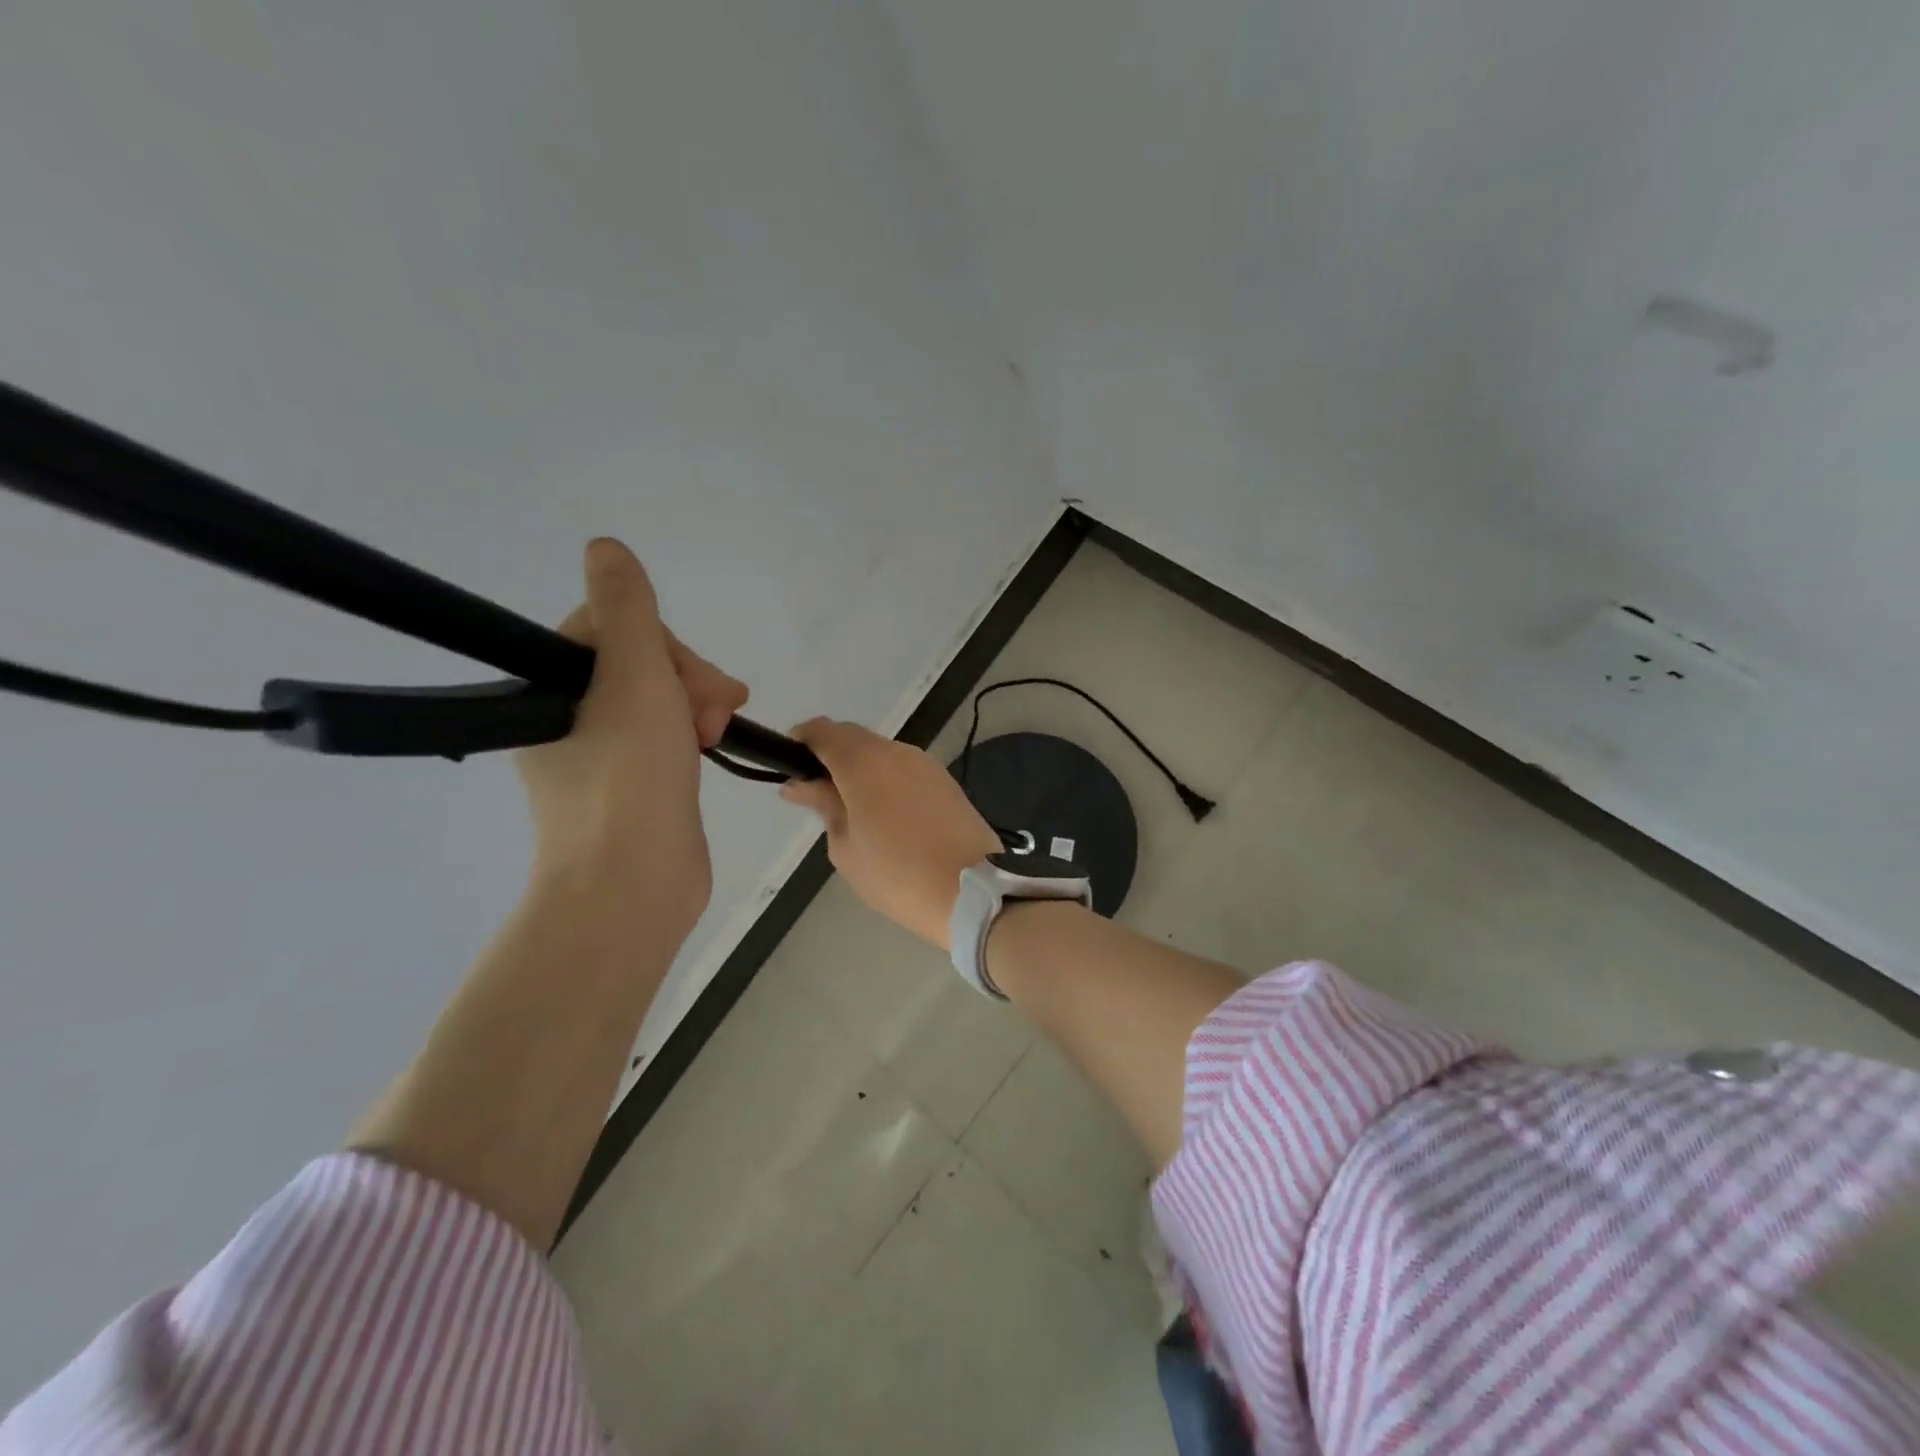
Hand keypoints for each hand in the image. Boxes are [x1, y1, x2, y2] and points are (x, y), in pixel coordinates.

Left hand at [516, 539, 747, 931]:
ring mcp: (597, 754)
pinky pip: (661, 737)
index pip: (610, 629)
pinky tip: (708, 748)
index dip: (662, 645)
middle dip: (687, 679)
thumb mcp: (633, 675)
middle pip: (637, 664)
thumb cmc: (631, 774)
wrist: (634, 883)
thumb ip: (626, 608)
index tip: (693, 680)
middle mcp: (563, 717)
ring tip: (716, 735)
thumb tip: (604, 546)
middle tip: (713, 711)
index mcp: (548, 689)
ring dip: (695, 705)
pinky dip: (689, 735)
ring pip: (655, 700)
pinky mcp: (628, 785)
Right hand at [781, 720, 1001, 949]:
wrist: (973, 892)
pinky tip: (883, 812)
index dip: (801, 740)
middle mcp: (896, 751)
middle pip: (853, 737)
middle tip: (816, 792)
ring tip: (851, 807)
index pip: (823, 731)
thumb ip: (824, 806)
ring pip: (881, 751)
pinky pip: (904, 767)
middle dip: (830, 754)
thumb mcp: (846, 847)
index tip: (788, 763)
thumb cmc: (898, 875)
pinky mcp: (945, 780)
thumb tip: (800, 785)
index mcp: (864, 763)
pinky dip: (885, 778)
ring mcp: (925, 763)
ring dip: (860, 767)